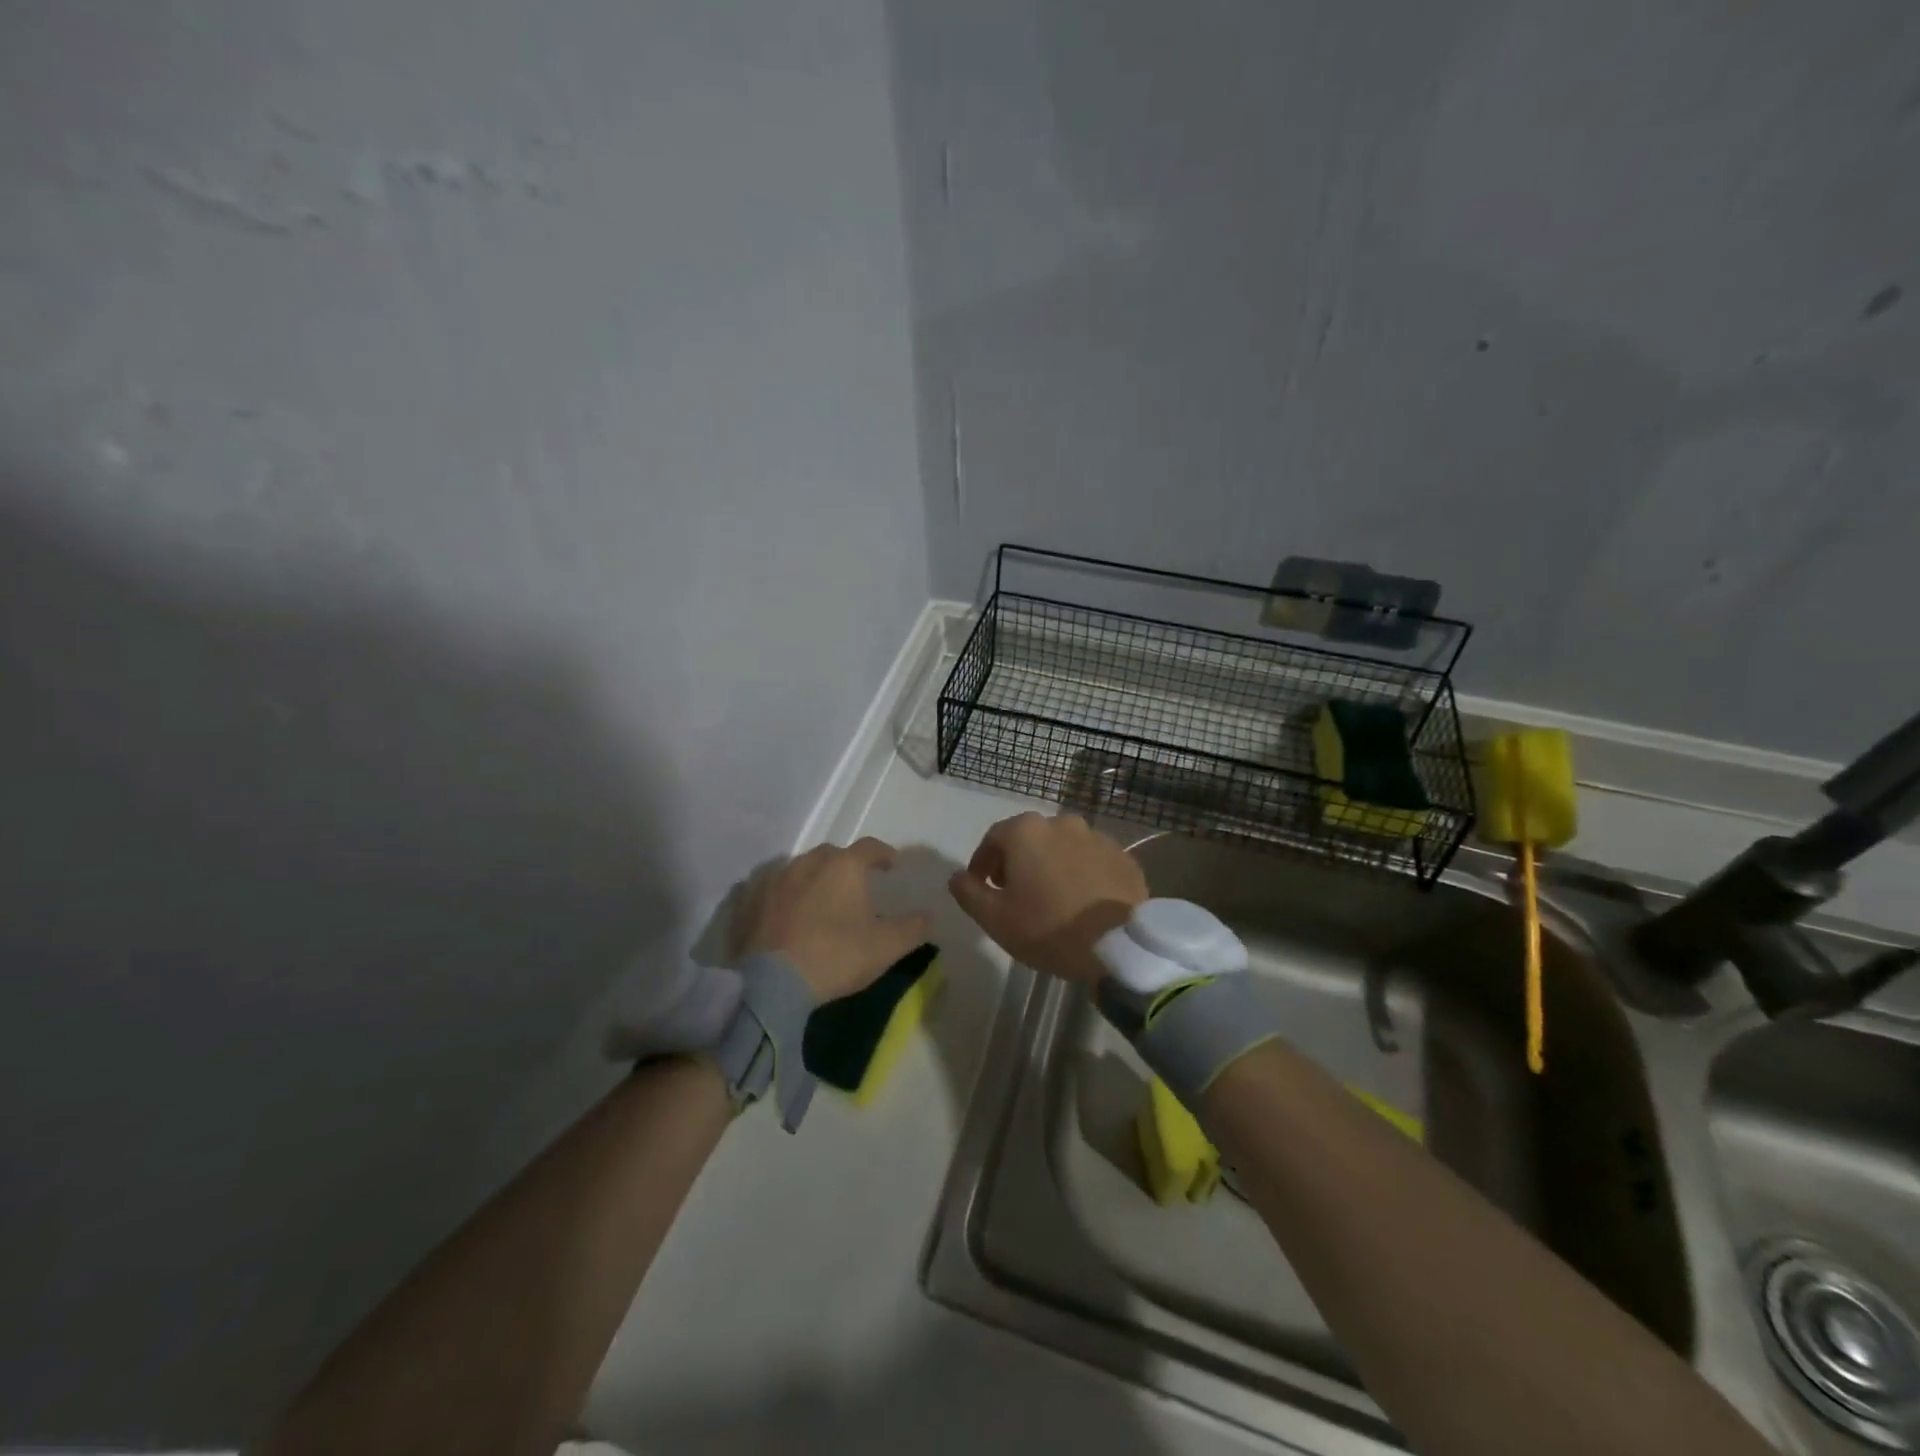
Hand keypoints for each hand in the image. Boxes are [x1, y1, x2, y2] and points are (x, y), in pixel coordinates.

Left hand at [735, 838, 931, 1001]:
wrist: (771, 984)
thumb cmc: (836, 957)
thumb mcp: (886, 947)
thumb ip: (913, 928)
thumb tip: (928, 916)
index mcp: (844, 866)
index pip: (870, 847)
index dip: (883, 854)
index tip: (891, 866)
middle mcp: (808, 862)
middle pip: (832, 854)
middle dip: (846, 866)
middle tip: (854, 887)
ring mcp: (774, 878)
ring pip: (800, 868)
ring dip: (813, 878)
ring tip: (819, 900)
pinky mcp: (748, 899)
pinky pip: (771, 888)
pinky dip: (783, 895)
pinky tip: (785, 913)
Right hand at [948, 812, 1146, 984]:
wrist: (1118, 946)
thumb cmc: (1048, 928)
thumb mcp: (995, 918)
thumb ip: (968, 892)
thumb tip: (957, 877)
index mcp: (1027, 831)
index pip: (993, 838)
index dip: (982, 862)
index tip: (981, 886)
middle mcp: (1062, 823)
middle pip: (1030, 839)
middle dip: (1017, 861)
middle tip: (1015, 893)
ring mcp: (1097, 837)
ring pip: (1063, 847)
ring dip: (1052, 865)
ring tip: (1051, 898)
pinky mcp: (1123, 857)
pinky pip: (1092, 861)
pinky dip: (1082, 874)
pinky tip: (1082, 901)